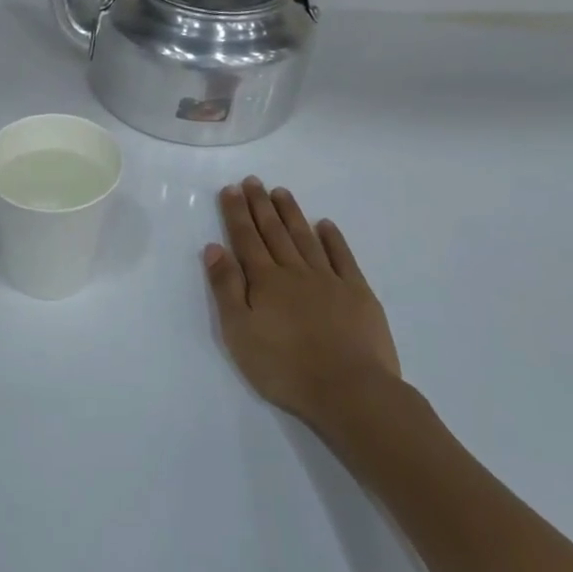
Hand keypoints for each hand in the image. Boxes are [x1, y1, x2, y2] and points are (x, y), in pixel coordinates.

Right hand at [204, 177, 400, 423]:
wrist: (351, 390)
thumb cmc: (285, 367)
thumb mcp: (240, 332)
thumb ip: (226, 288)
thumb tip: (214, 248)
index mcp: (265, 282)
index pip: (246, 239)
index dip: (237, 213)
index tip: (231, 189)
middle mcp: (295, 272)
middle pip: (274, 232)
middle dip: (261, 205)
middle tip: (253, 181)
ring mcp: (329, 280)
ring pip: (305, 238)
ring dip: (291, 214)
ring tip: (281, 192)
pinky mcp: (358, 294)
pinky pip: (343, 257)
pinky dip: (333, 239)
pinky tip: (325, 225)